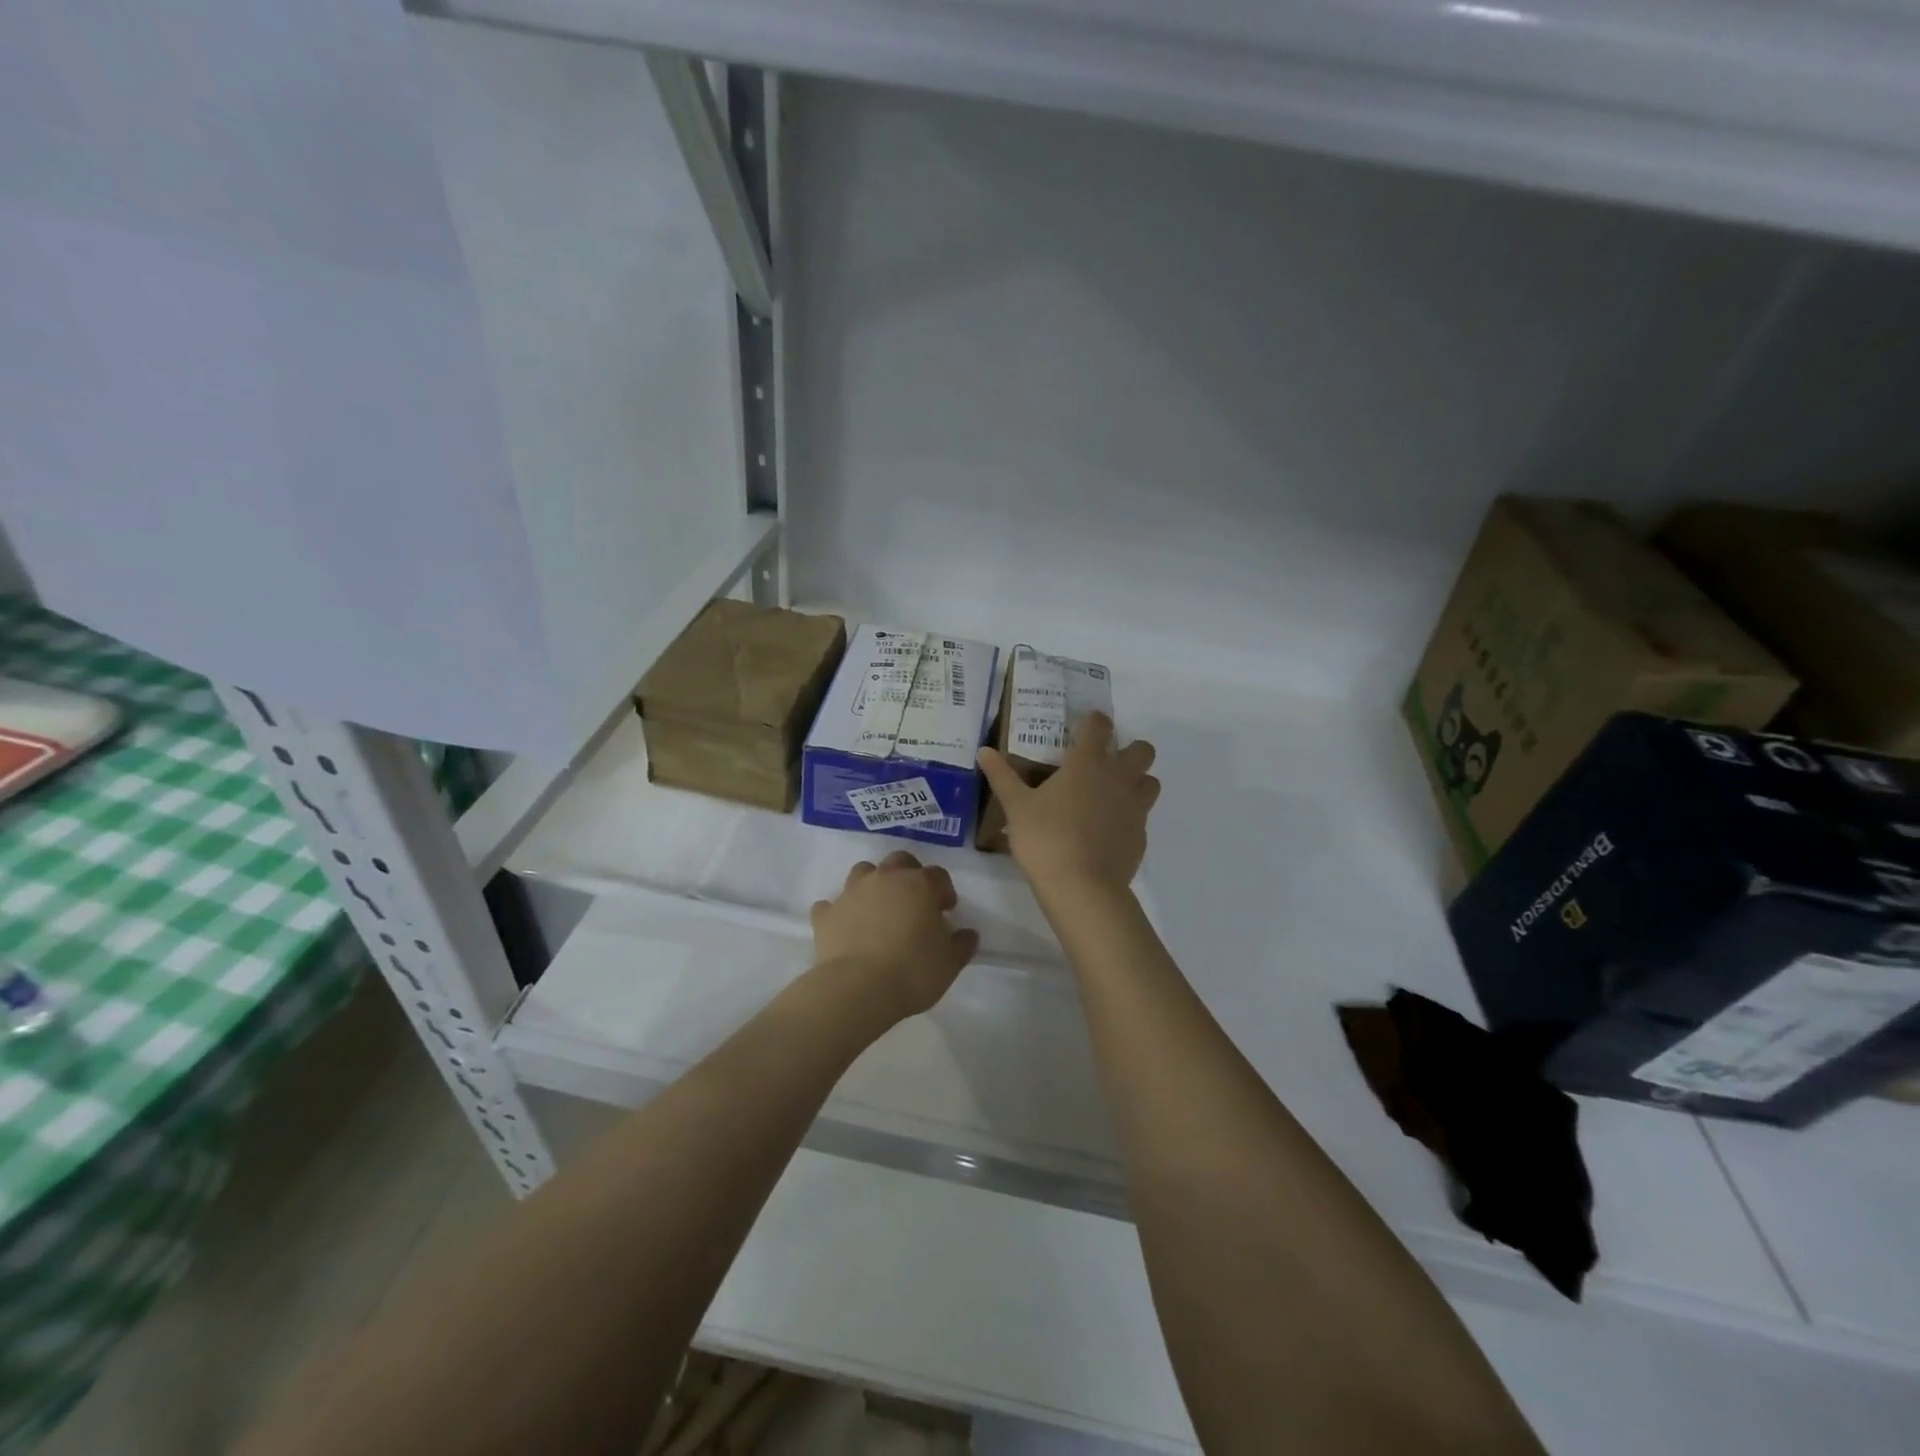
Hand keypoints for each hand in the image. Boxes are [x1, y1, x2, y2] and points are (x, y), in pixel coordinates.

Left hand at [810, 850, 980, 1021]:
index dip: (944, 891)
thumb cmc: (913, 971)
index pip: (938, 875)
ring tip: (879, 910)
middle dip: (909, 875)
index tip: (946, 911)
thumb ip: (962, 944)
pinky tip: (844, 927)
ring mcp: (852, 893)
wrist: (858, 989)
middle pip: (900, 861)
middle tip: (913, 901)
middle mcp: (885, 879)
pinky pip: (831, 905)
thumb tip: (967, 934)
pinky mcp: (826, 914)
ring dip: (873, 884)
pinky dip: (838, 912)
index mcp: (919, 885)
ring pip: (863, 872)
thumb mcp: (950, 963)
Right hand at [978, 713, 1158, 894]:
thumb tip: (983, 751)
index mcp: (1088, 763)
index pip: (1100, 726)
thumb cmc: (1045, 838)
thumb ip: (1001, 775)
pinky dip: (1129, 816)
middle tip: (1102, 763)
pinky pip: (1142, 816)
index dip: (1093, 722)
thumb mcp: (1016, 806)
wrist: (1082, 887)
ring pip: (1150, 782)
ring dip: (1137, 781)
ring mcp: (1135, 807)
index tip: (1082, 728)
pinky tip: (1107, 829)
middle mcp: (1118, 778)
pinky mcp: (1140, 835)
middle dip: (1128, 750)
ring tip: (1111, 794)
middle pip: (1142, 750)